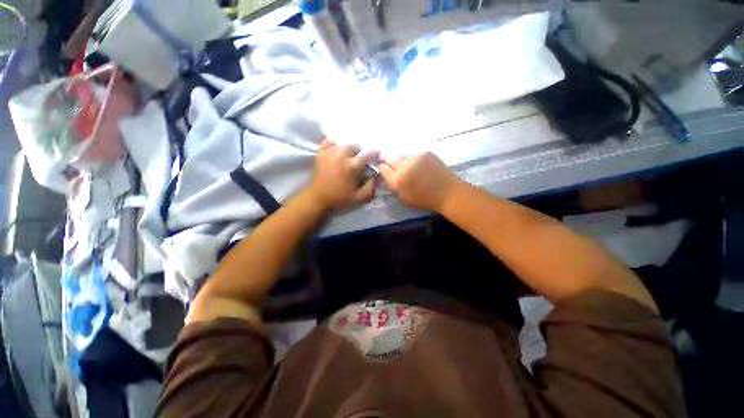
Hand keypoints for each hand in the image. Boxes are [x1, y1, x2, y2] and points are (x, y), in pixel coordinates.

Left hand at [307, 140, 377, 209]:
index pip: (368, 154)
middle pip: (355, 145)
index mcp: (353, 166)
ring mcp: (329, 153)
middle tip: (358, 159)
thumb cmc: (340, 198)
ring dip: (347, 149)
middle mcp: (342, 156)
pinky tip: (335, 151)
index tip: (377, 153)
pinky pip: (328, 142)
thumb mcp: (359, 197)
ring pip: (342, 143)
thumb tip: (376, 175)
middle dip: (359, 152)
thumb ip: (371, 186)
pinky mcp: (320, 153)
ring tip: (346, 156)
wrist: (317, 198)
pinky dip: (333, 145)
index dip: (374, 152)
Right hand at [379, 152, 460, 211]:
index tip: (384, 169)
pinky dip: (413, 158)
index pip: (383, 169)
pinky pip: (413, 153)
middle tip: (391, 164)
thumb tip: (388, 175)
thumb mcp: (404, 197)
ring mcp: (415, 157)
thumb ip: (394, 186)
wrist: (448, 192)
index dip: (383, 169)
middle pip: (390, 158)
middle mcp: (404, 166)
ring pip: (402, 154)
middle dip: (388, 160)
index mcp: (398, 180)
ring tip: (407, 164)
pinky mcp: (425, 152)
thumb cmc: (425, 199)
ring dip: (401, 159)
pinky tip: (418, 163)